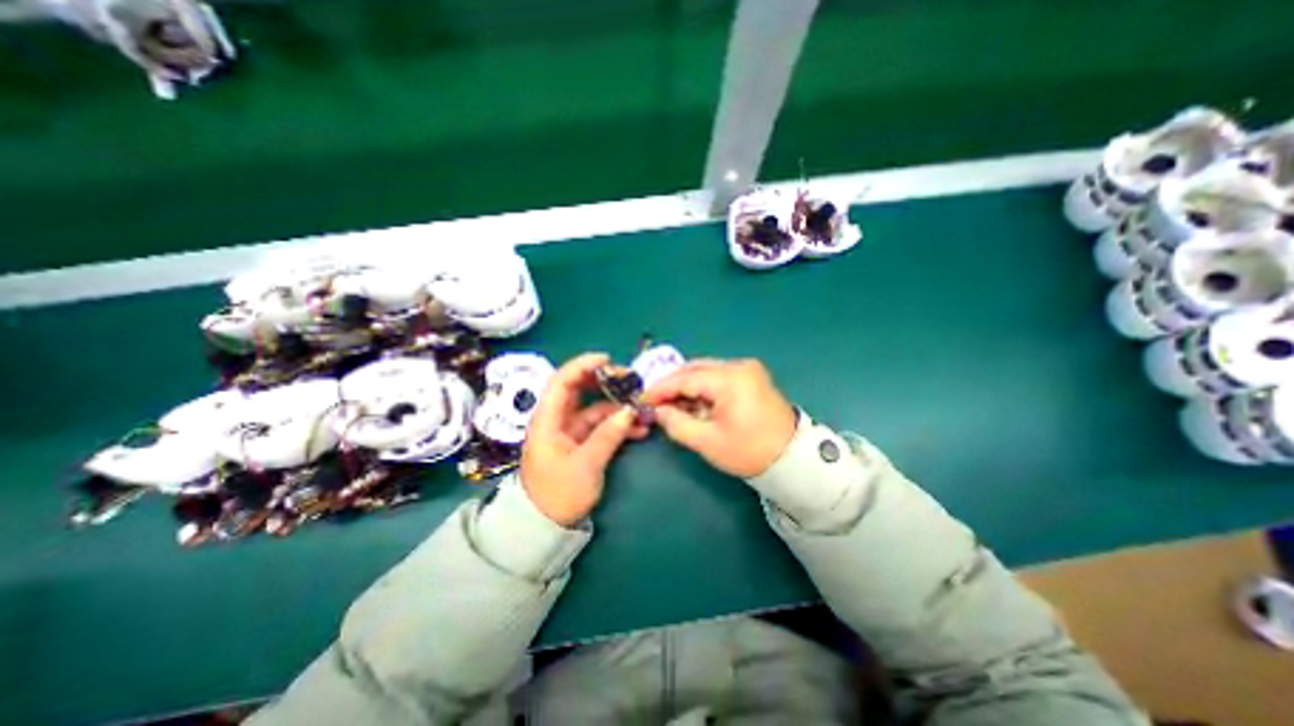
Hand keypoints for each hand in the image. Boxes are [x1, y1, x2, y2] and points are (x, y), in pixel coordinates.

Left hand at [519, 352, 651, 528]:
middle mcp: (557, 419)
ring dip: (618, 407)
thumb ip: (608, 435)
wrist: (546, 526)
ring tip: (642, 409)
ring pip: (595, 408)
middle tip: (631, 382)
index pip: (562, 381)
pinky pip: (601, 426)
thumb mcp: (586, 465)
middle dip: (606, 383)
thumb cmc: (558, 494)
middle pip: (580, 390)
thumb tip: (629, 411)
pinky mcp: (581, 442)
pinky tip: (639, 429)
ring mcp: (570, 430)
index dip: (583, 365)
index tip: (608, 361)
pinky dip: (618, 425)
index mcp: (548, 419)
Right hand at [638, 357, 795, 476]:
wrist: (792, 459)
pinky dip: (702, 388)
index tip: (642, 398)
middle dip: (672, 385)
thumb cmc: (749, 452)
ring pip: (705, 372)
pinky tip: (693, 403)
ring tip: (671, 405)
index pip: (685, 378)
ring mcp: (747, 369)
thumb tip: (658, 411)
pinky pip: (718, 377)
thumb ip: (676, 423)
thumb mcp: (707, 441)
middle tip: (654, 402)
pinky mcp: (751, 377)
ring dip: (686, 387)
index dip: (660, 389)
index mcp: (730, 379)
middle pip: (695, 369)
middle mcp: (739, 366)